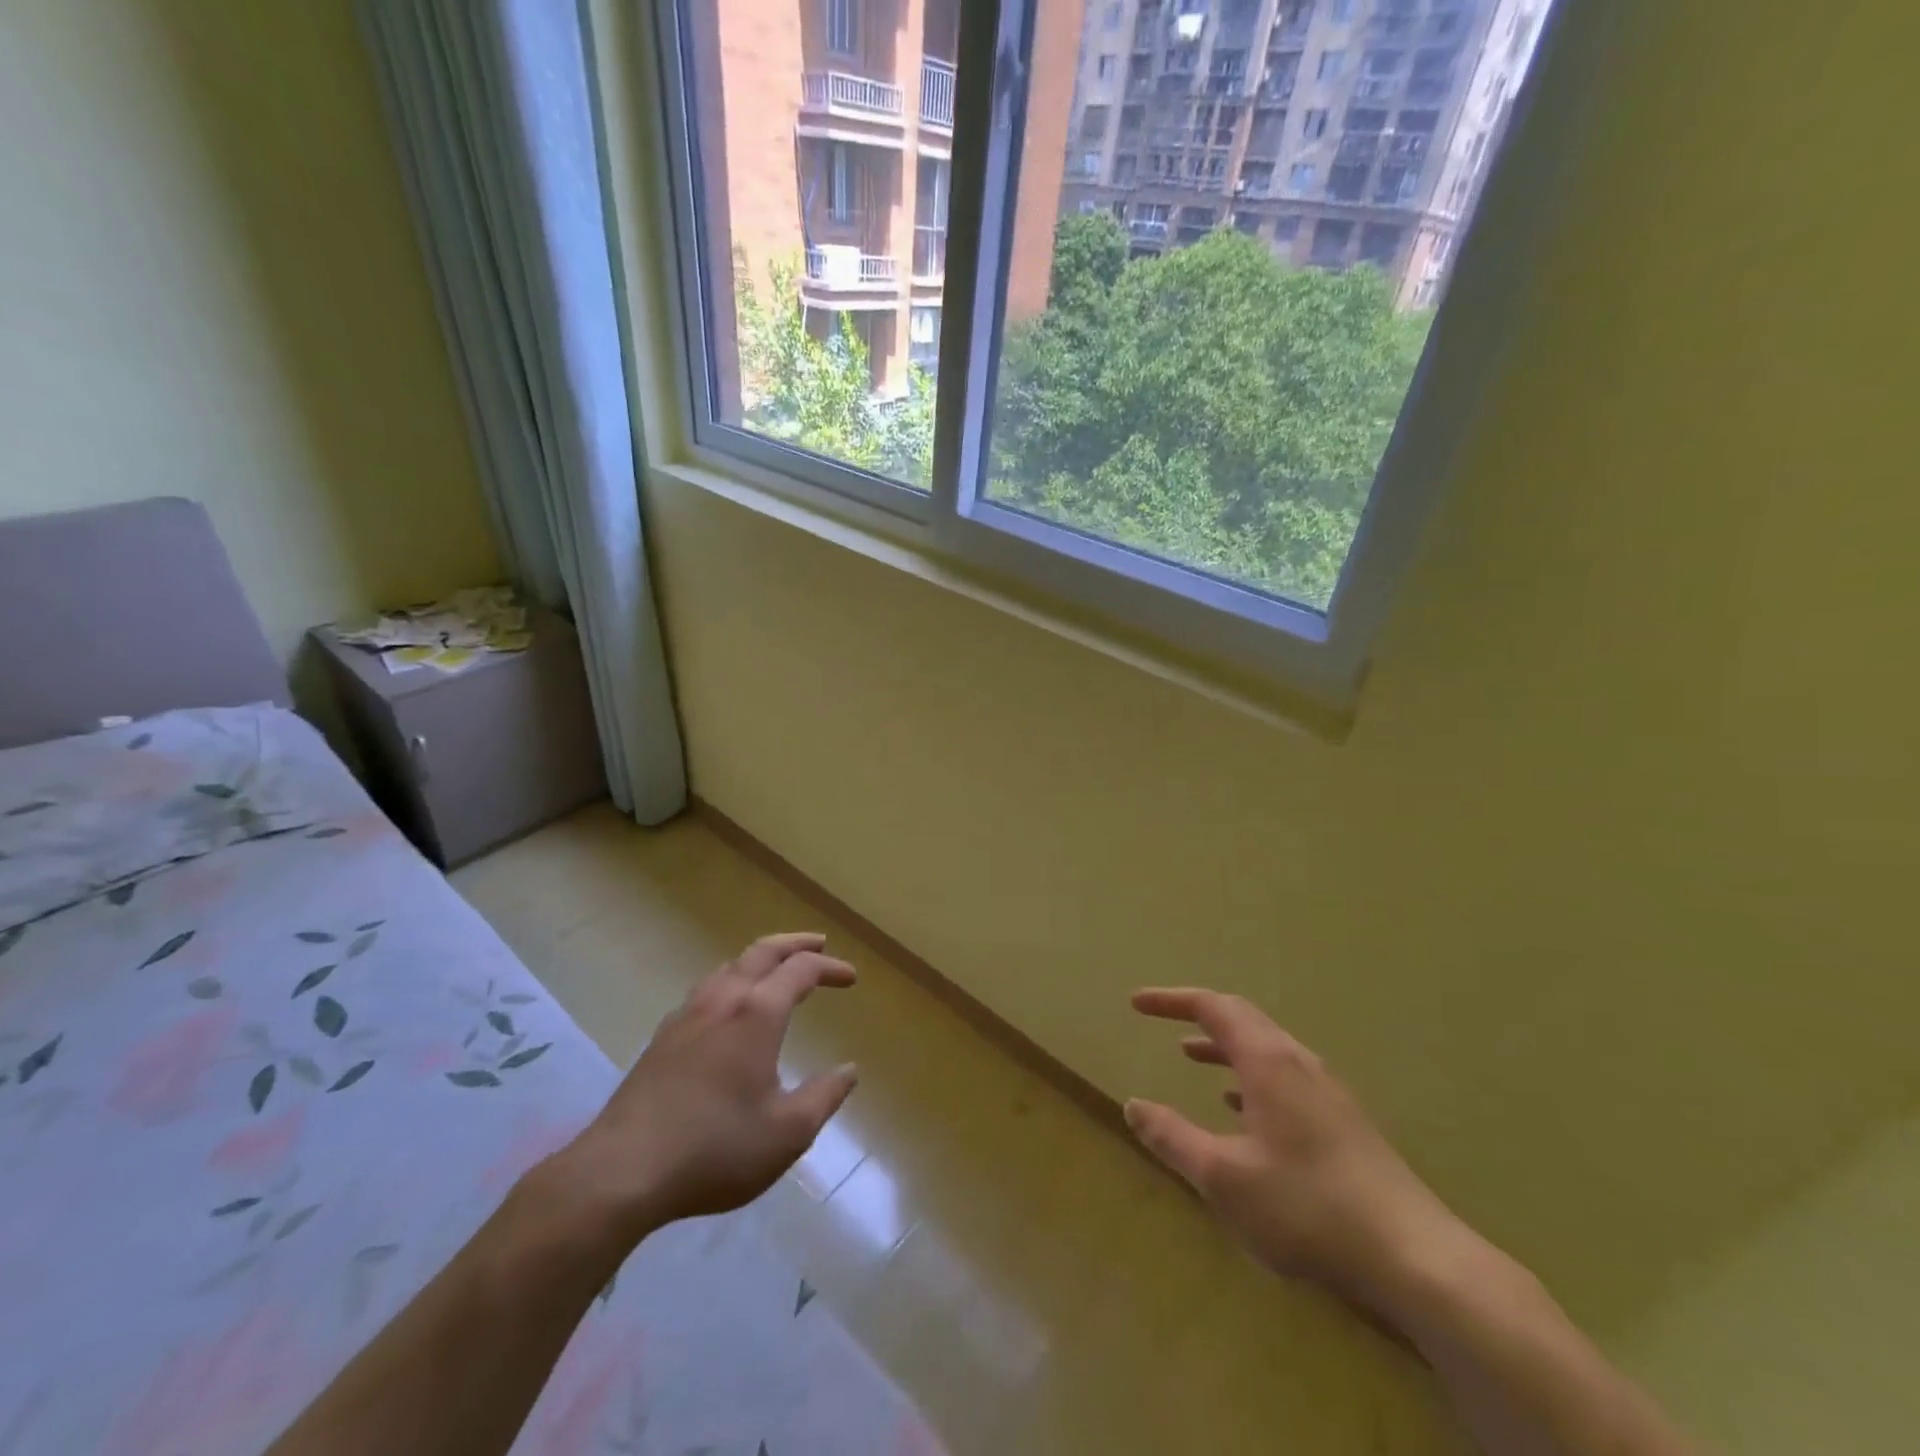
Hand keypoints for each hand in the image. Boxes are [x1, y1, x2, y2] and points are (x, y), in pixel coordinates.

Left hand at [547, 933, 858, 1241]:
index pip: (801, 970)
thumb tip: (849, 1070)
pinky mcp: (662, 1038)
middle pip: (762, 951)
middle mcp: (722, 1000)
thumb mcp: (787, 1133)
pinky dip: (731, 982)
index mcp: (757, 1013)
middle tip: (819, 943)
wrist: (622, 1171)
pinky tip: (728, 1009)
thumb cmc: (715, 1149)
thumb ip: (825, 1096)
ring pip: (729, 966)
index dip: (830, 967)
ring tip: (776, 971)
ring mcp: (687, 1016)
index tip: (851, 978)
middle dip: (795, 943)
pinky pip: (705, 990)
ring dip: (760, 960)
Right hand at [1125, 988, 1462, 1319]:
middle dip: (1197, 1015)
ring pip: (1265, 1049)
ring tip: (1191, 1057)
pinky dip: (1249, 1077)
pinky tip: (1241, 1110)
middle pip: (1242, 1018)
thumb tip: (1132, 1105)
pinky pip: (1284, 1078)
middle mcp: (1298, 1062)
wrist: (1415, 1258)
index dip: (1171, 1000)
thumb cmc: (1308, 1208)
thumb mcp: (1223, 1177)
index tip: (1137, 1002)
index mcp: (1268, 1061)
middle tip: (1162, 1021)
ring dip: (1224, 1046)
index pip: (1213, 1006)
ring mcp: (1326, 1092)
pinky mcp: (1343, 1122)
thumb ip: (1172, 1137)